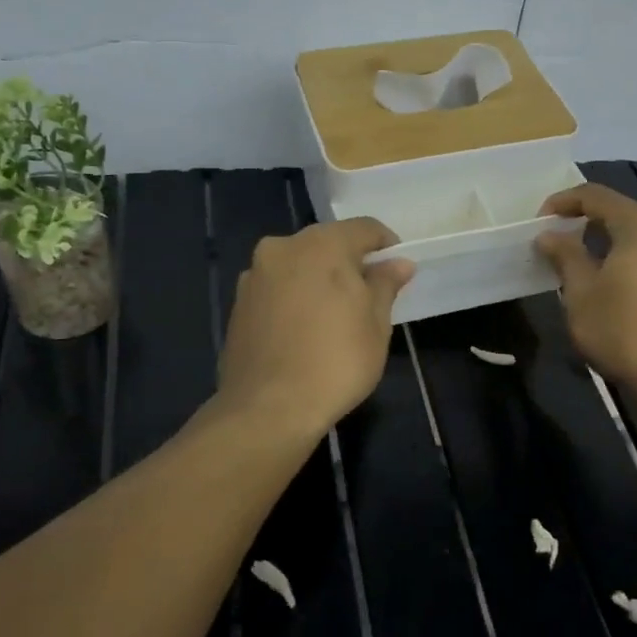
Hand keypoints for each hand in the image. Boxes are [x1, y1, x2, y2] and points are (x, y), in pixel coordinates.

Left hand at [216, 217, 415, 439]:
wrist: (268, 409)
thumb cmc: (336, 361)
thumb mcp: (376, 324)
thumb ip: (385, 284)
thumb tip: (398, 263)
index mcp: (322, 245)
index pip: (364, 228)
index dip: (385, 244)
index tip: (396, 269)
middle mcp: (283, 248)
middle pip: (326, 243)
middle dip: (349, 262)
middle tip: (368, 295)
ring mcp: (254, 275)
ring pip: (298, 265)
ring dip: (318, 279)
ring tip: (333, 316)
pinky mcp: (237, 303)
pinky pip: (276, 289)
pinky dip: (294, 298)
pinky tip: (303, 330)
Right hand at [535, 184, 636, 396]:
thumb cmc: (623, 329)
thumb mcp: (581, 292)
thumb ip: (565, 255)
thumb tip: (549, 234)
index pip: (596, 196)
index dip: (563, 203)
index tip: (539, 222)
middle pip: (621, 214)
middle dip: (585, 224)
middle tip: (557, 244)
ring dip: (608, 244)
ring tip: (581, 266)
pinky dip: (629, 261)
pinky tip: (613, 285)